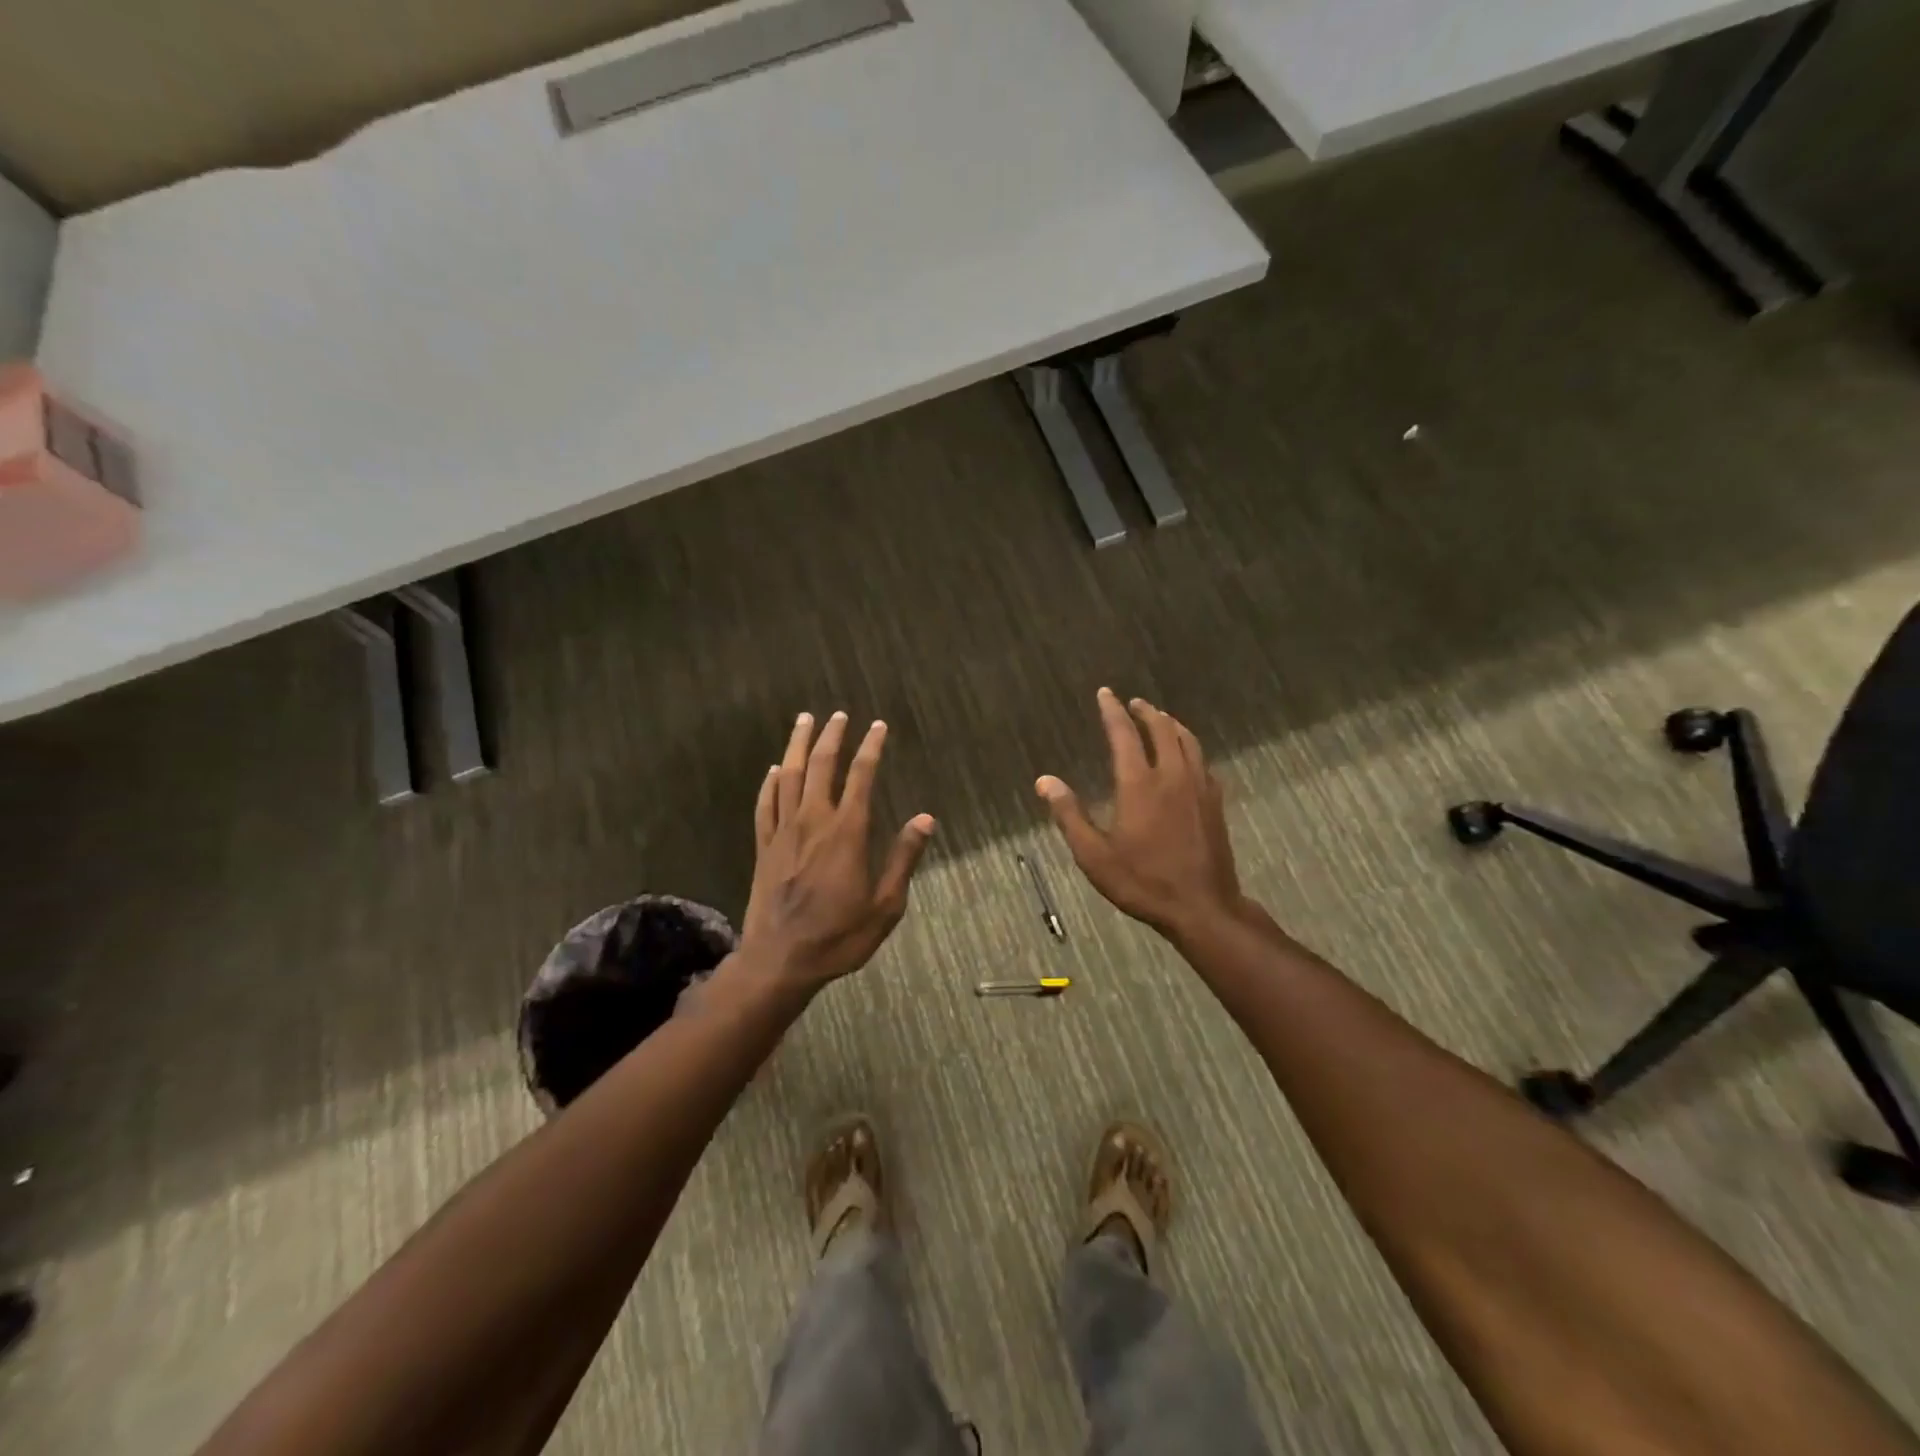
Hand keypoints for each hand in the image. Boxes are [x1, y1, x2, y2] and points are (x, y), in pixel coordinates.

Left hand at [739, 711, 936, 990]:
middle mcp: (813, 821)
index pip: (861, 776)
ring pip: (788, 776)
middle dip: (831, 736)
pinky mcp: (763, 847)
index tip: (877, 726)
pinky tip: (774, 770)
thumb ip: (904, 858)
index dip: (870, 748)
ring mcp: (783, 832)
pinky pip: (765, 804)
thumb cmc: (839, 936)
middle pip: (820, 766)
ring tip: (804, 721)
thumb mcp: (885, 905)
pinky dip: (770, 782)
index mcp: (847, 832)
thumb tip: (926, 819)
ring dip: (797, 746)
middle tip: (838, 714)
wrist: (780, 960)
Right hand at [1036, 688, 1243, 937]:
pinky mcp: (1214, 802)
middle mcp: (1172, 775)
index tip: (1105, 693)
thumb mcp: (1094, 855)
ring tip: (1159, 718)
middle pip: (1161, 729)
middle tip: (1133, 703)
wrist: (1202, 907)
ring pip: (1187, 740)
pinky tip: (1186, 755)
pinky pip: (1202, 761)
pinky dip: (1190, 747)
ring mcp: (1198, 787)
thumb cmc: (1142, 882)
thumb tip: (1044, 781)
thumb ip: (1069, 815)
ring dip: (1171, 724)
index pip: (1124, 734)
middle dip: (1145, 712)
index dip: (1112, 711)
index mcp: (1139, 784)